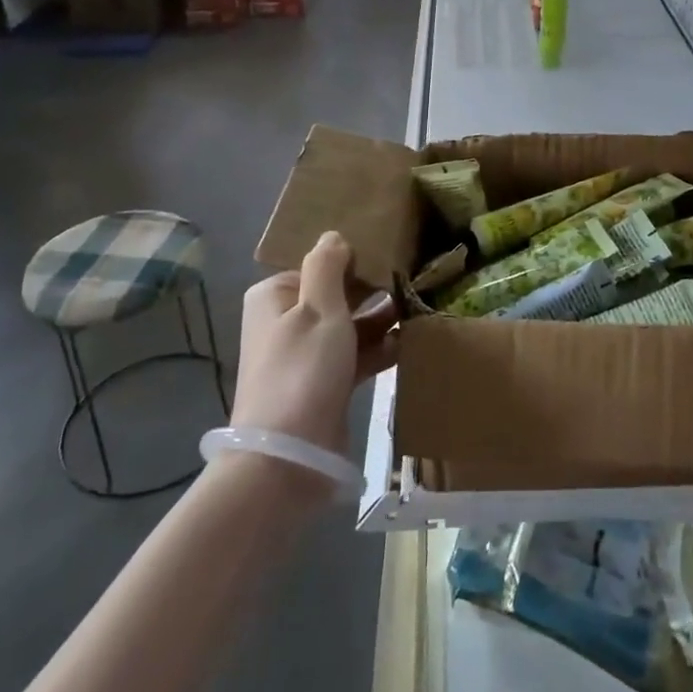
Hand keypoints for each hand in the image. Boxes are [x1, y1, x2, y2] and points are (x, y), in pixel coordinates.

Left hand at [230, 232, 397, 459]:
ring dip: (380, 320)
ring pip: (350, 326)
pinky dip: (379, 349)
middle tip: (412, 283)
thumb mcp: (318, 309)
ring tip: (417, 309)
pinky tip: (409, 342)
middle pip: (336, 295)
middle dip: (372, 292)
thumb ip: (326, 267)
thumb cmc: (302, 370)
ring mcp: (305, 355)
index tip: (391, 260)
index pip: (319, 266)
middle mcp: (285, 322)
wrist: (288, 456)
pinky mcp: (324, 383)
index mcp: (275, 297)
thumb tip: (332, 235)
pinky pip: (356, 356)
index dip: (355, 263)